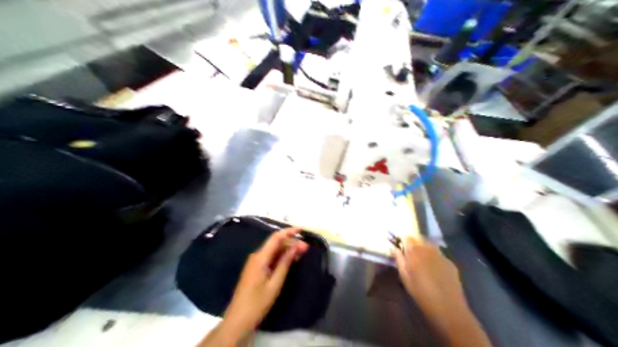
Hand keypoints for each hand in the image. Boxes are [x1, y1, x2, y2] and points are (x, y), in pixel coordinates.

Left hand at [215, 226, 306, 342]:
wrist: (238, 319)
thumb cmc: (257, 303)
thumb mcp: (275, 283)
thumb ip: (285, 263)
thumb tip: (295, 246)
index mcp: (260, 258)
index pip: (276, 238)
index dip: (289, 231)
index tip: (302, 229)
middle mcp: (256, 256)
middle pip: (275, 244)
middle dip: (291, 243)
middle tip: (306, 248)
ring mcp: (255, 263)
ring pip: (273, 251)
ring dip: (287, 250)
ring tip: (301, 253)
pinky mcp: (255, 269)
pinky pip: (270, 258)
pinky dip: (281, 257)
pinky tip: (290, 261)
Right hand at [393, 235, 466, 319]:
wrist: (448, 307)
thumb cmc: (421, 293)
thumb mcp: (405, 278)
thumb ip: (399, 260)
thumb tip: (394, 248)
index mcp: (414, 251)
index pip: (406, 237)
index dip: (402, 240)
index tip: (399, 247)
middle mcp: (428, 248)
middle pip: (418, 238)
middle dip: (413, 242)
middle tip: (409, 254)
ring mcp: (440, 254)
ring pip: (429, 245)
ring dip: (423, 248)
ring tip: (421, 260)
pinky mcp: (450, 262)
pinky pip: (438, 254)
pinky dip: (433, 257)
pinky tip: (434, 270)